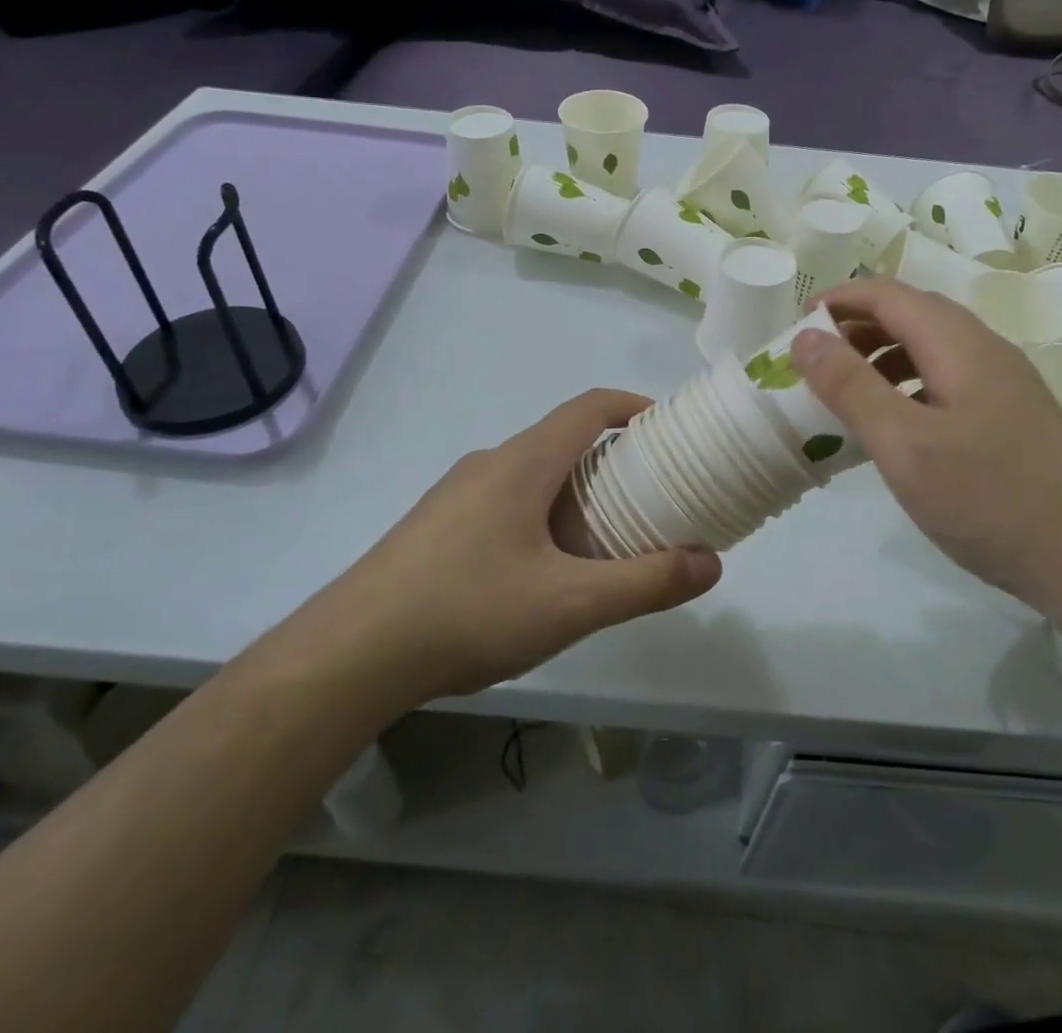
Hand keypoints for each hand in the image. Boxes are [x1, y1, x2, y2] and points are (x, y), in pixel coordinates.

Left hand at [321, 390, 721, 699]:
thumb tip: (711, 563)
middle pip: (563, 440)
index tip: (670, 430)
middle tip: (650, 497)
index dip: (634, 407)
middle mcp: (489, 463)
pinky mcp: (436, 526)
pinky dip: (540, 514)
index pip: (590, 407)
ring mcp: (456, 494)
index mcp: (523, 462)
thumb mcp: (571, 603)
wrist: (350, 654)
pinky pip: (504, 501)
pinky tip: (541, 573)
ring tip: (603, 540)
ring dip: (574, 491)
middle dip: (612, 460)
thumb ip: (646, 583)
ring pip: (532, 474)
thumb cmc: (469, 610)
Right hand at [790, 280, 1061, 608]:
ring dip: (885, 354)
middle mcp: (987, 350)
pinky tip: (900, 423)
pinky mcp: (1014, 415)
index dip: (840, 300)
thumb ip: (851, 387)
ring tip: (850, 391)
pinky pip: (950, 377)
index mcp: (960, 344)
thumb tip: (805, 336)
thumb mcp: (905, 445)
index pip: (890, 295)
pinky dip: (911, 382)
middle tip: (818, 360)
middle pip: (914, 313)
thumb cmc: (989, 498)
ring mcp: (1006, 383)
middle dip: (859, 326)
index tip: (798, 324)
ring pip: (934, 346)